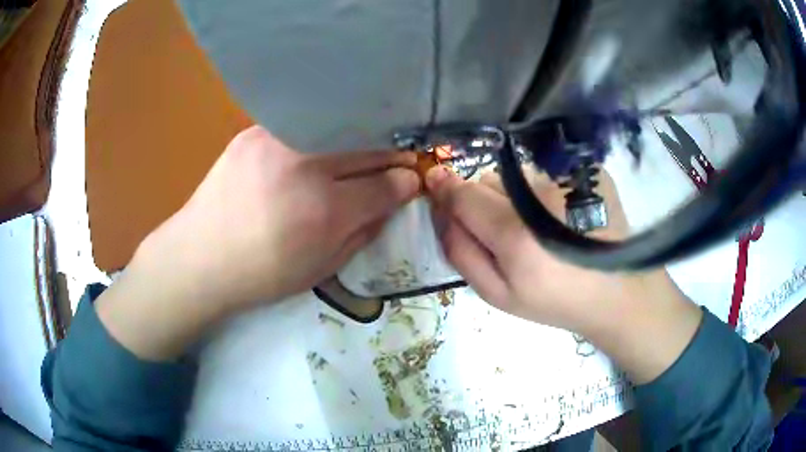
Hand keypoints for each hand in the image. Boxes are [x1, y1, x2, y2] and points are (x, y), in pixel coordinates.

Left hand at [143, 126, 419, 310]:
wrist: (199, 258)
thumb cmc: (261, 275)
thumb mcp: (322, 268)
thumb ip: (364, 232)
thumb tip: (394, 201)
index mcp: (323, 210)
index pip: (385, 184)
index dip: (406, 182)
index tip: (413, 180)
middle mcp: (304, 165)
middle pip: (367, 147)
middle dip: (391, 155)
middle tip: (398, 161)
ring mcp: (276, 139)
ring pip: (338, 128)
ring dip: (359, 139)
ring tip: (363, 151)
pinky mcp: (255, 131)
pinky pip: (303, 124)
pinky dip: (322, 133)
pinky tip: (321, 146)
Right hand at [425, 165, 640, 331]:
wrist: (616, 292)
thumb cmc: (555, 300)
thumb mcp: (499, 294)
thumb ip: (461, 253)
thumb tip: (440, 210)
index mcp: (515, 233)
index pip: (463, 194)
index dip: (446, 189)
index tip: (435, 185)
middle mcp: (541, 195)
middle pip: (488, 180)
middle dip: (482, 200)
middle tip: (501, 229)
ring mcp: (568, 178)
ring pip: (516, 175)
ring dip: (514, 194)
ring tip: (537, 224)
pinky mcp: (587, 171)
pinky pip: (545, 172)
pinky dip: (543, 190)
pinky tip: (561, 214)